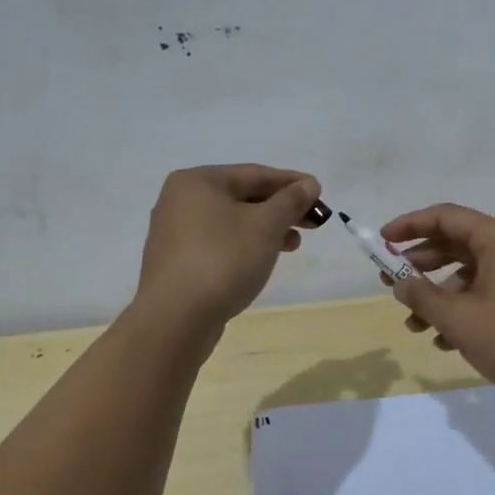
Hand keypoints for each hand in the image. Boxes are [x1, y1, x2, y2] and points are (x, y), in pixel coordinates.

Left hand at [136, 165, 319, 326]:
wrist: (175, 320)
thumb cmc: (223, 260)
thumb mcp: (266, 225)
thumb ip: (291, 201)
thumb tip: (309, 184)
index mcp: (198, 181)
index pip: (255, 173)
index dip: (292, 182)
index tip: (320, 193)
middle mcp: (181, 200)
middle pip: (243, 196)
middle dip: (281, 208)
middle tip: (314, 221)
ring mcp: (175, 232)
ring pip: (233, 221)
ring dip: (267, 228)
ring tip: (294, 244)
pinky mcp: (177, 261)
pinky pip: (220, 242)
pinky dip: (245, 244)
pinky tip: (264, 258)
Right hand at [381, 204, 494, 412]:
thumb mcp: (460, 320)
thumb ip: (423, 297)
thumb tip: (400, 283)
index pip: (445, 217)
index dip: (409, 226)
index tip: (381, 242)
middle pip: (456, 243)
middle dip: (420, 265)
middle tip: (389, 283)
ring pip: (469, 272)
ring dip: (438, 295)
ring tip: (413, 325)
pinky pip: (486, 292)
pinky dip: (462, 308)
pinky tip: (444, 340)